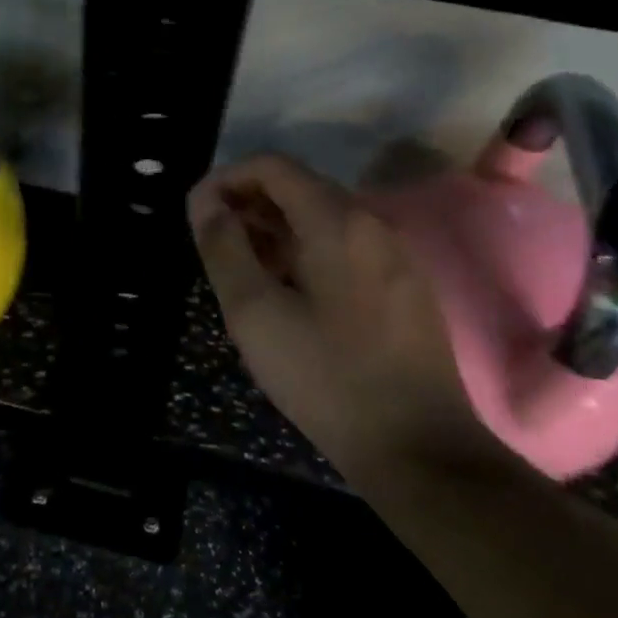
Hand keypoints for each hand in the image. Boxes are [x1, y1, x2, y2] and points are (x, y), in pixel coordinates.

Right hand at [188, 154, 491, 481]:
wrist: (420, 451)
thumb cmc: (327, 377)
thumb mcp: (255, 313)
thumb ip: (224, 247)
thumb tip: (205, 202)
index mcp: (337, 221)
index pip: (273, 166)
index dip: (226, 179)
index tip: (197, 214)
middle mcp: (372, 223)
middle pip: (299, 187)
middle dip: (248, 203)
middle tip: (213, 241)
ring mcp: (394, 255)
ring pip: (322, 218)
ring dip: (274, 228)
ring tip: (241, 266)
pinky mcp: (404, 286)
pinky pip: (344, 246)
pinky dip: (304, 250)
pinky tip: (285, 289)